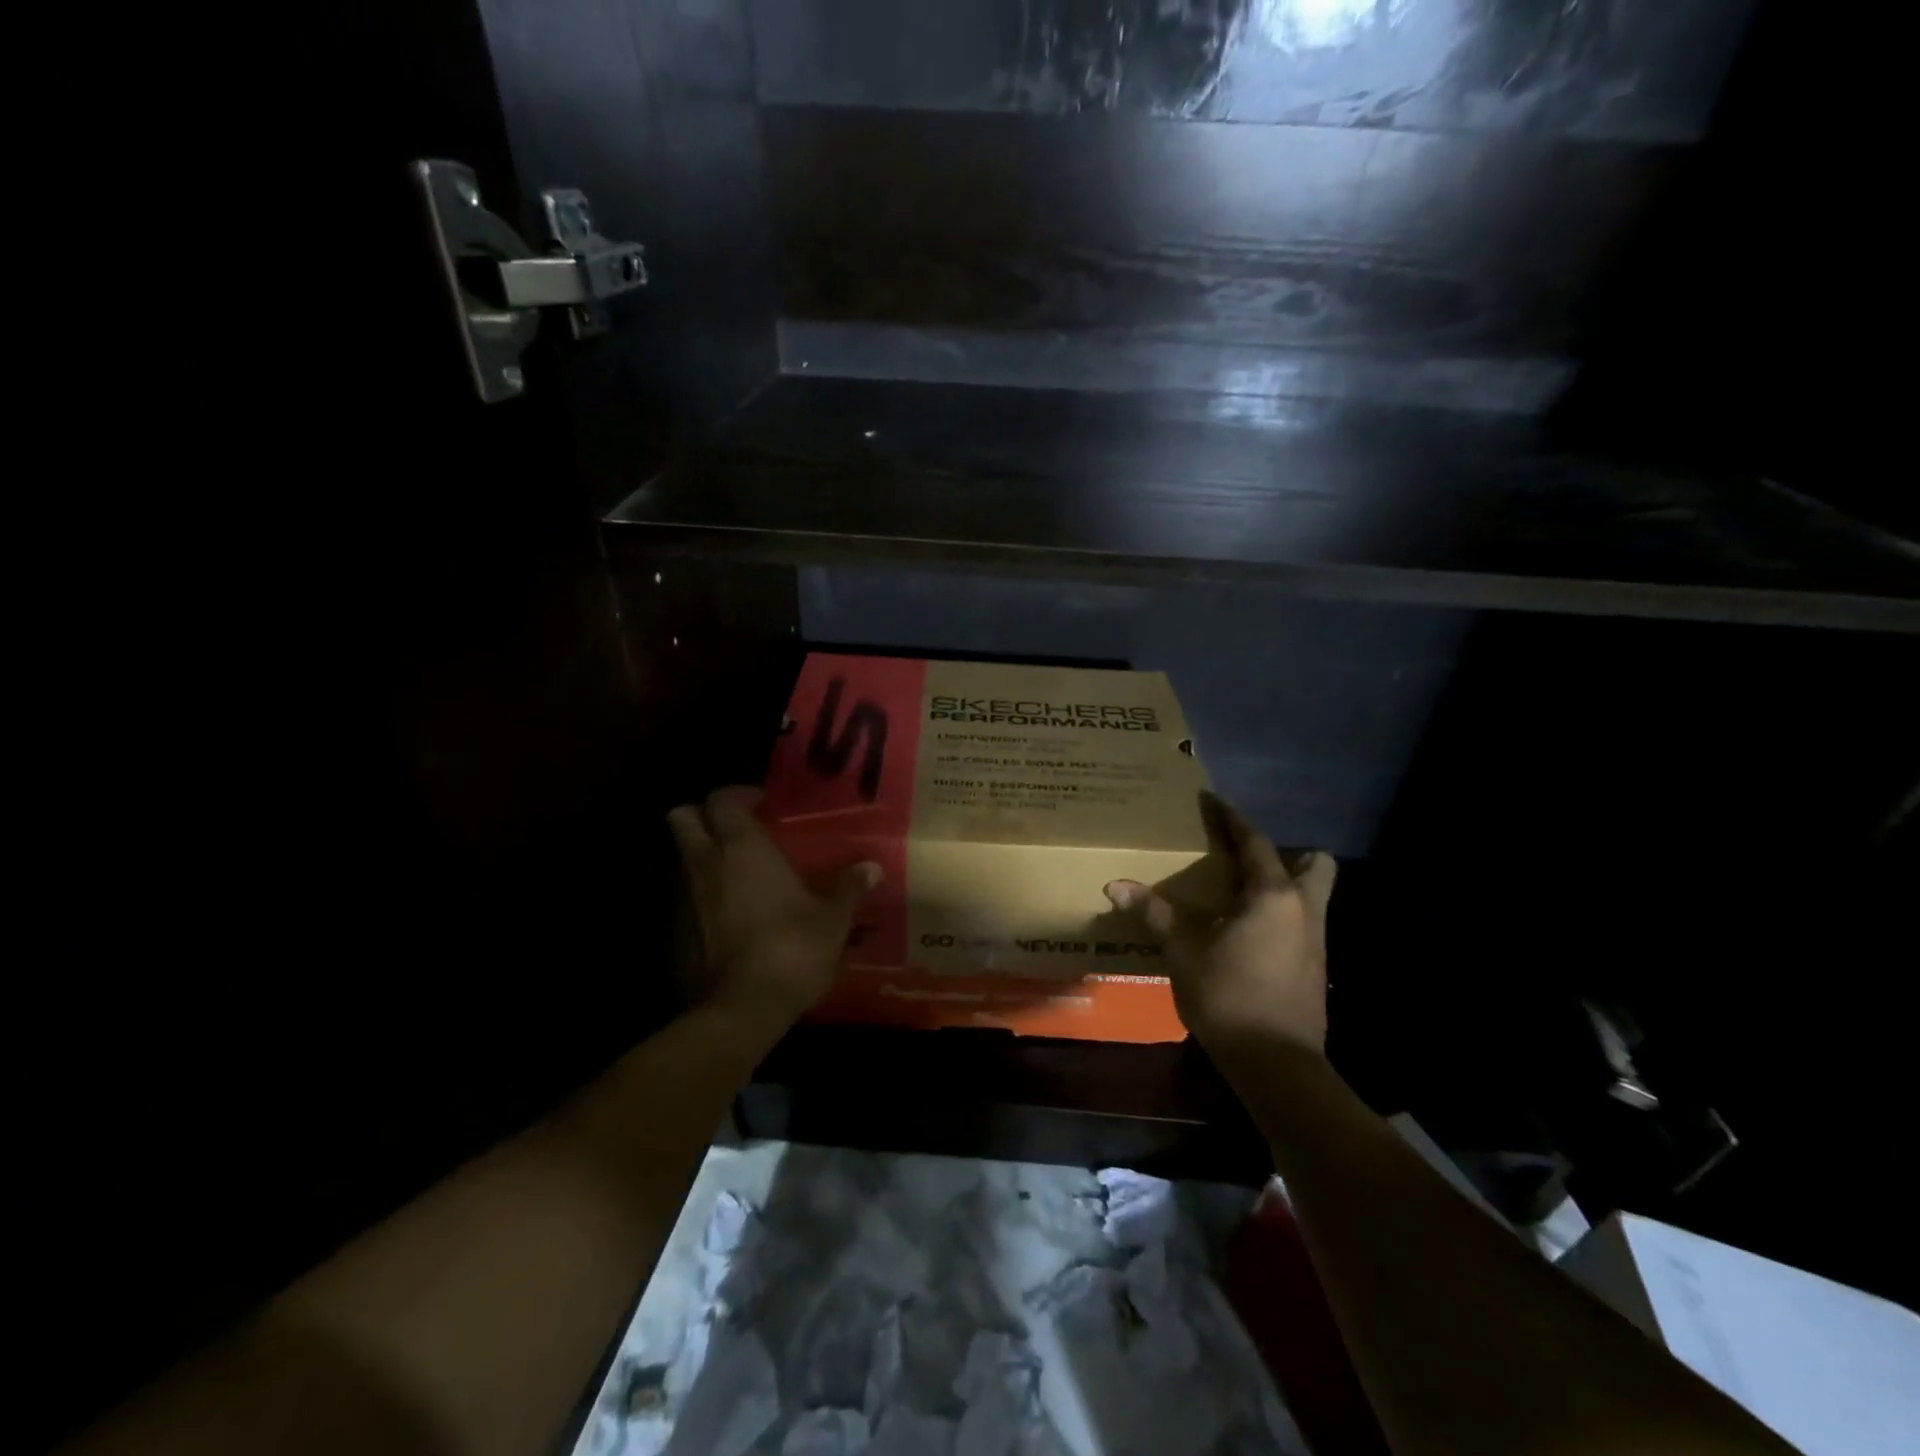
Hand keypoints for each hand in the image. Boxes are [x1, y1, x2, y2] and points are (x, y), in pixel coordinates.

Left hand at [667, 786, 880, 1026]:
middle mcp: (705, 863)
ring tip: (740, 877)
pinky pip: (685, 901)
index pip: (721, 799)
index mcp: (742, 847)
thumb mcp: (832, 919)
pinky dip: (702, 899)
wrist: (740, 1010)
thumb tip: (871, 868)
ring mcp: (683, 899)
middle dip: (703, 816)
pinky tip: (731, 920)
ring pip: (682, 860)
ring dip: (704, 859)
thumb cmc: (792, 948)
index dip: (737, 795)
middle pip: (681, 817)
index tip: (761, 803)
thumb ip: (848, 888)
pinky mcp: (674, 934)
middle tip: (737, 831)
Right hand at [1105, 793, 1335, 1053]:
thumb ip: (1155, 914)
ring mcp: (1316, 940)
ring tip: (1242, 894)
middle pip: (1313, 865)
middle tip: (1245, 861)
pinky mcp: (1315, 968)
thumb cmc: (1229, 996)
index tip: (1213, 801)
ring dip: (1285, 885)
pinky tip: (1248, 933)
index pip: (1255, 842)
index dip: (1233, 819)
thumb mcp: (1184, 952)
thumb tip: (1115, 886)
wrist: (1276, 1063)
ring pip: (1312, 896)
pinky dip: (1281, 915)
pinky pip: (1303, 923)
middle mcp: (1304, 910)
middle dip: (1287, 854)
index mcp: (1273, 896)